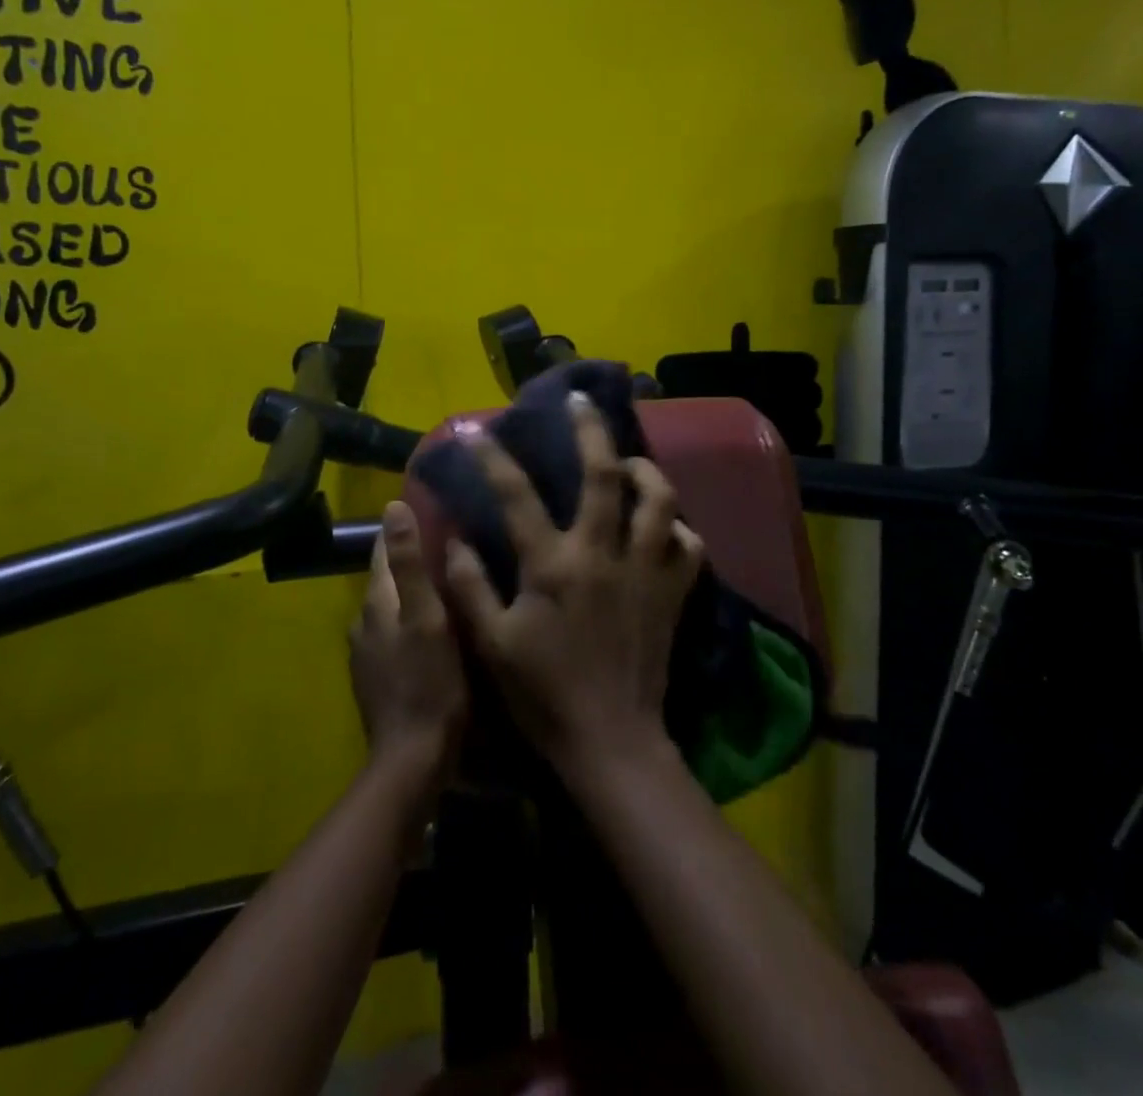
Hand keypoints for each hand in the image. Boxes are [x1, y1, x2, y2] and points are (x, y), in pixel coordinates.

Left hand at [349, 500, 467, 784]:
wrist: (413, 760)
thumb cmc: (429, 683)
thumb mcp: (427, 618)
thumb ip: (410, 564)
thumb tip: (393, 507)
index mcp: (376, 603)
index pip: (382, 550)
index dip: (401, 527)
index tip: (429, 507)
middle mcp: (364, 623)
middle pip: (387, 578)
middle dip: (411, 558)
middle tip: (450, 543)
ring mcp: (368, 654)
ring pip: (392, 607)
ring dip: (413, 591)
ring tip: (448, 581)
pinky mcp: (378, 678)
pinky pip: (395, 633)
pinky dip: (412, 620)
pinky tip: (437, 627)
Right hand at [444, 392, 704, 779]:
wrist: (611, 740)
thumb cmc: (544, 694)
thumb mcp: (491, 644)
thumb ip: (469, 586)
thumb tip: (454, 537)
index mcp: (553, 565)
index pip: (517, 496)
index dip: (494, 459)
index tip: (477, 432)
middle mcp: (603, 554)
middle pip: (603, 474)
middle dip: (591, 429)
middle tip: (581, 401)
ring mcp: (645, 570)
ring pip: (659, 499)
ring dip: (645, 470)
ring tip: (629, 463)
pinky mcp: (673, 592)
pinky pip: (688, 544)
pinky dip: (677, 527)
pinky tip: (662, 526)